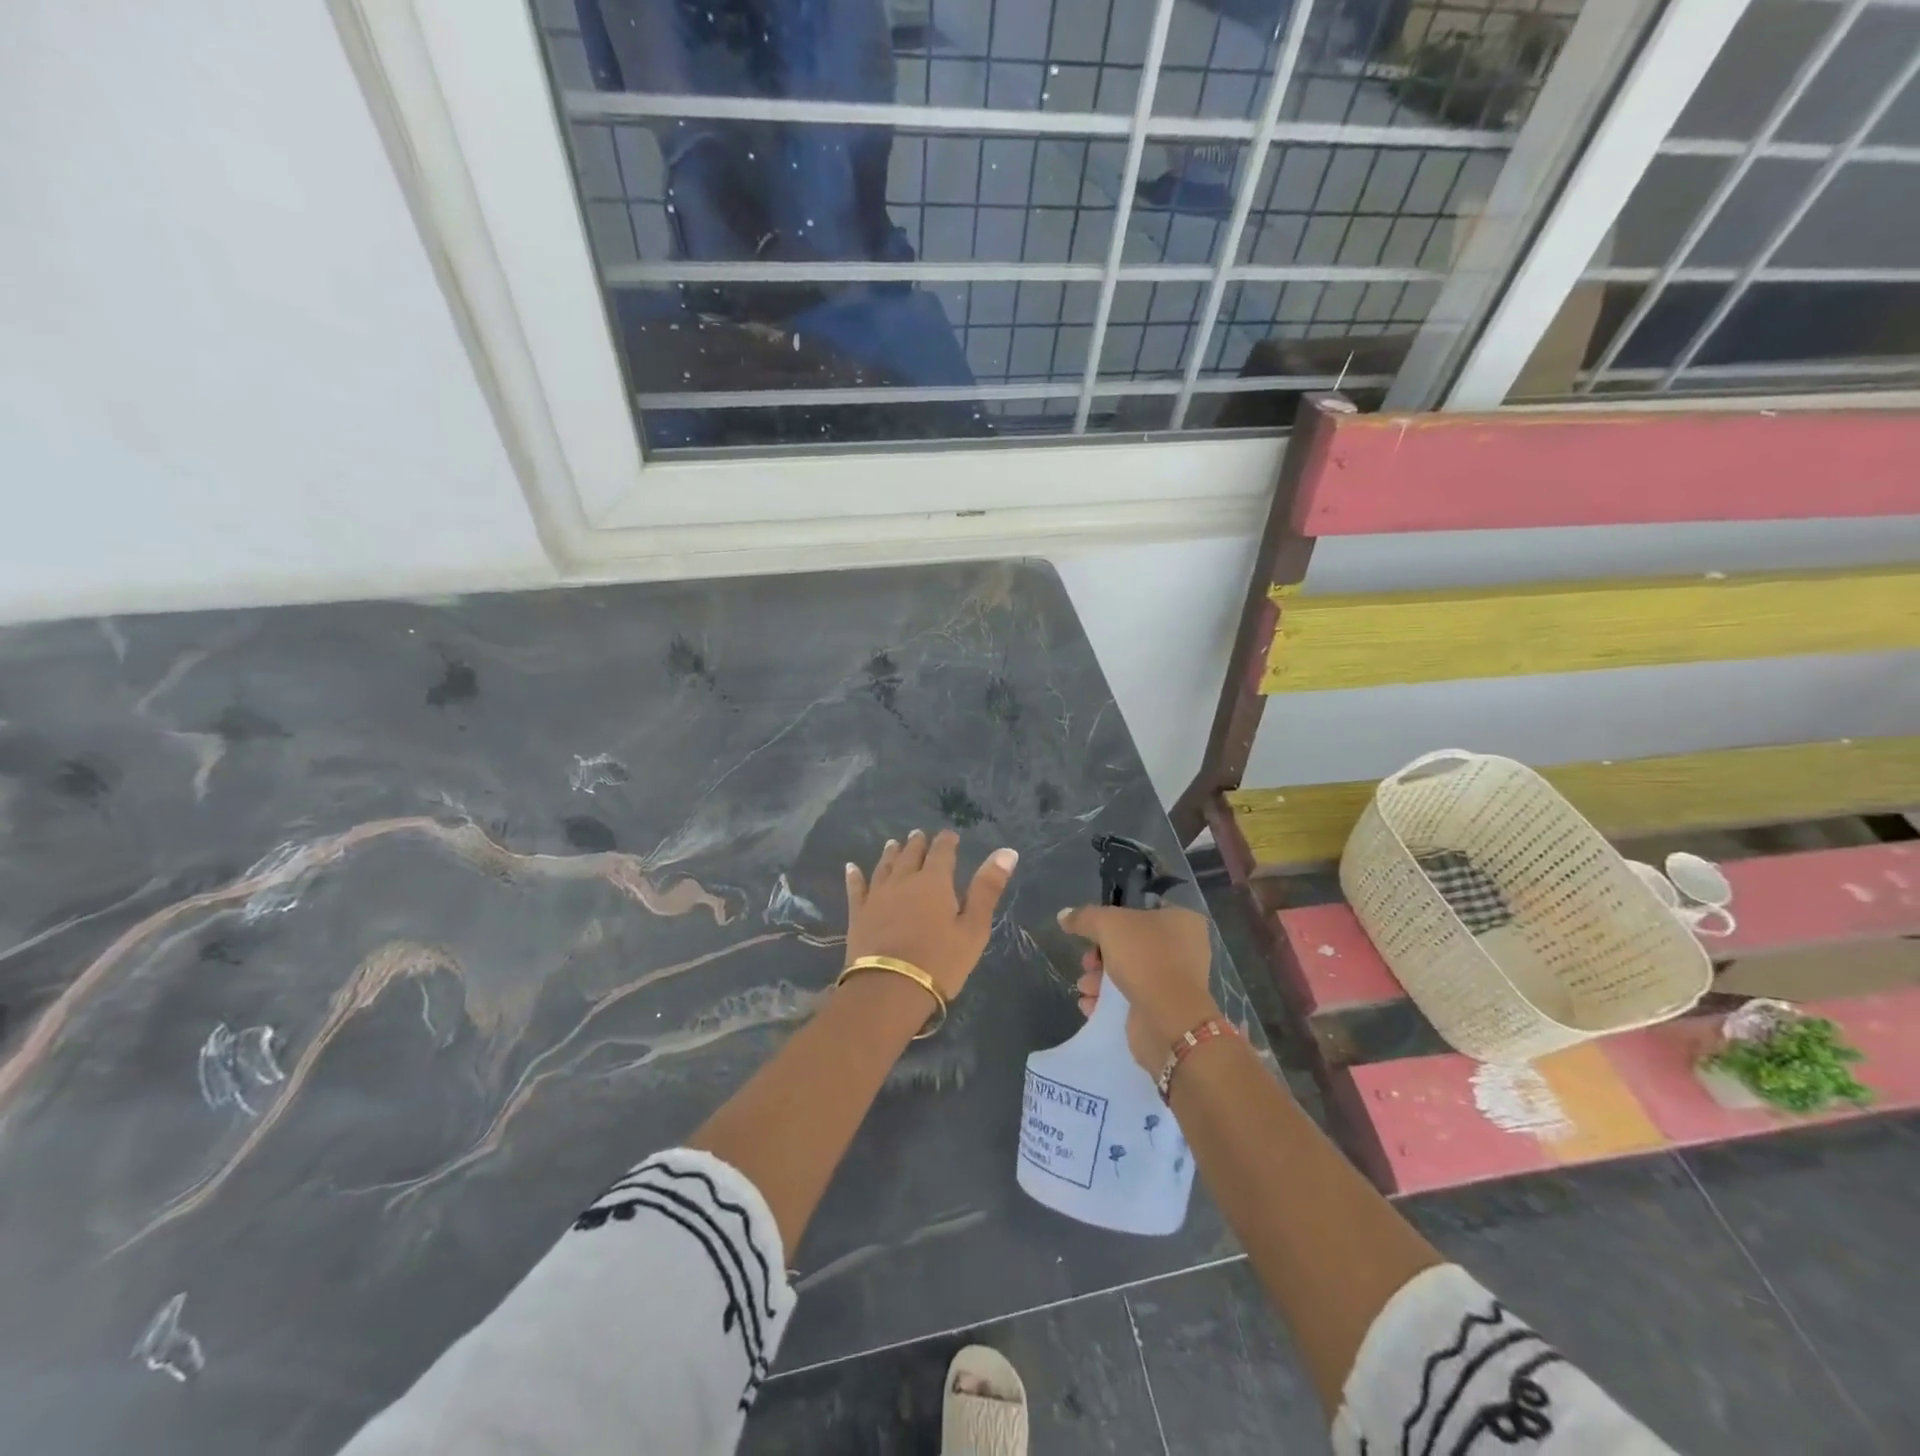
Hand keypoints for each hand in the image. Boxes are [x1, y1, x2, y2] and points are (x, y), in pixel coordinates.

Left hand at [845, 830, 1018, 1000]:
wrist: (888, 989)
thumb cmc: (940, 962)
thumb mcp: (974, 928)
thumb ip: (987, 888)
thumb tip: (1007, 851)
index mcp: (934, 882)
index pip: (942, 852)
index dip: (947, 841)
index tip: (950, 835)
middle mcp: (904, 881)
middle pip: (911, 855)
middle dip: (918, 844)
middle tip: (919, 834)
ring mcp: (877, 896)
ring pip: (885, 867)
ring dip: (891, 853)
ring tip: (893, 844)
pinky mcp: (858, 914)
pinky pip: (856, 888)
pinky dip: (855, 876)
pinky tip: (851, 867)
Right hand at [1058, 904, 1216, 1073]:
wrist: (1168, 1019)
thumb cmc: (1144, 958)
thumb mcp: (1108, 924)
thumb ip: (1084, 917)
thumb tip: (1063, 915)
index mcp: (1182, 921)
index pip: (1142, 911)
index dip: (1113, 919)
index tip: (1092, 932)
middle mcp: (1184, 949)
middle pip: (1130, 944)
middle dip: (1100, 956)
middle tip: (1087, 963)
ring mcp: (1175, 982)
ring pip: (1128, 973)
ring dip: (1099, 980)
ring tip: (1085, 988)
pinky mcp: (1164, 1011)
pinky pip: (1130, 999)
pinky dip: (1107, 1002)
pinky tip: (1090, 1005)